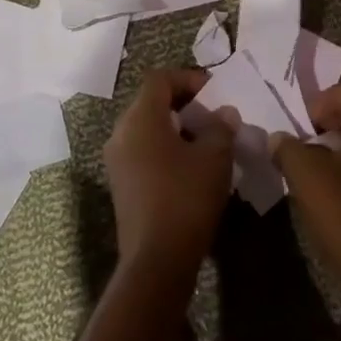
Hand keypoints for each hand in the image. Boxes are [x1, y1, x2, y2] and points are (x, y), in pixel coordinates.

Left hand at [103, 69, 234, 280]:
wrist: (156, 262)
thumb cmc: (185, 198)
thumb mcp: (214, 158)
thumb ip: (220, 127)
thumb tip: (224, 113)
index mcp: (141, 117)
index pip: (160, 79)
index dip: (188, 78)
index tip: (214, 92)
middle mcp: (122, 132)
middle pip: (151, 101)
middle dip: (184, 104)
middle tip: (213, 116)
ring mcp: (117, 160)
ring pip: (147, 128)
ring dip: (176, 128)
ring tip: (206, 143)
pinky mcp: (121, 185)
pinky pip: (143, 151)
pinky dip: (165, 149)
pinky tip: (190, 168)